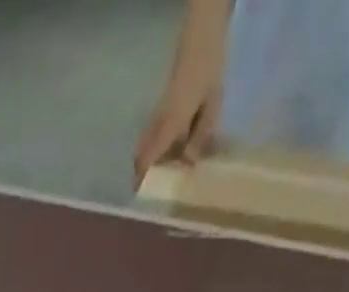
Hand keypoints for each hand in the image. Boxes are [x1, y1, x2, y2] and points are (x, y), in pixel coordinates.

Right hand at [134, 66, 219, 184]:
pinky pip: (152, 134)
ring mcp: (157, 114)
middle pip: (141, 152)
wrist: (201, 42)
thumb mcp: (211, 106)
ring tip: (162, 170)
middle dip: (142, 170)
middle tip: (151, 185)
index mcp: (169, 125)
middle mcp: (158, 122)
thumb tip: (188, 163)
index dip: (141, 177)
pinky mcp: (161, 108)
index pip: (148, 157)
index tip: (138, 193)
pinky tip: (169, 150)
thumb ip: (200, 136)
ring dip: (149, 158)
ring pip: (145, 143)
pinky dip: (155, 146)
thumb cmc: (207, 73)